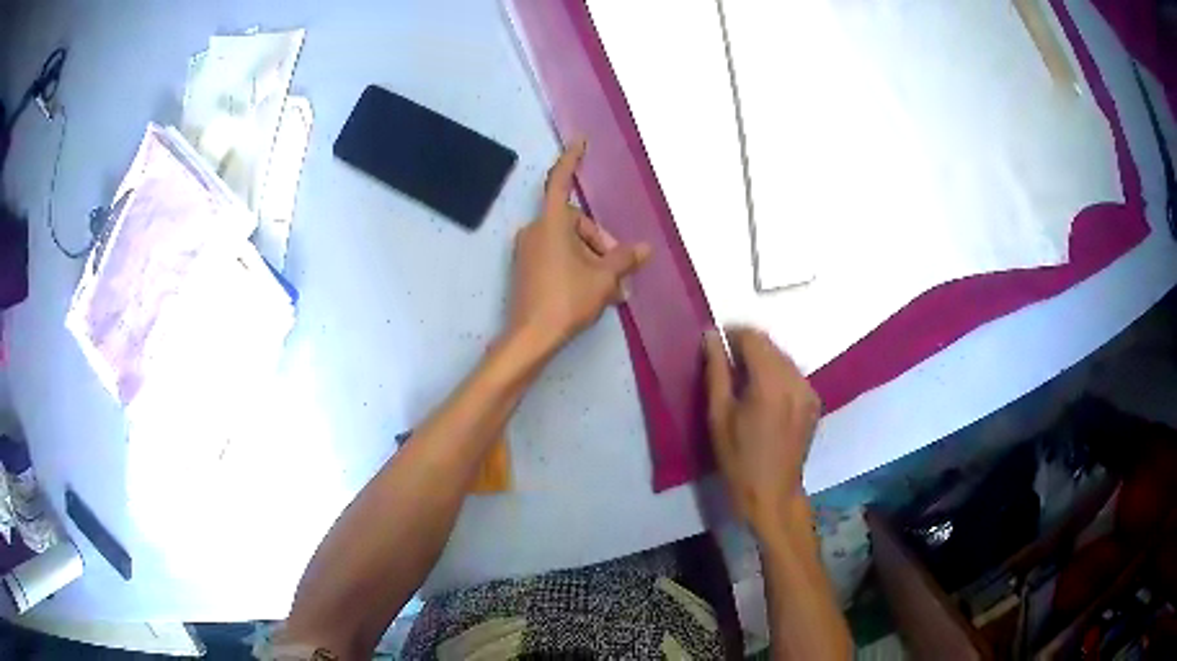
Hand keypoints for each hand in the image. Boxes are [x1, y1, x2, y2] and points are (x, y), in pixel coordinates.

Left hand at [507, 140, 650, 351]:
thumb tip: (645, 249)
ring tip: (612, 290)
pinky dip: (577, 267)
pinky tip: (595, 293)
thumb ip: (624, 259)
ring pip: (568, 243)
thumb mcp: (603, 279)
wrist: (530, 337)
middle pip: (574, 222)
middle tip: (618, 271)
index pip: (560, 182)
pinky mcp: (526, 269)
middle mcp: (534, 231)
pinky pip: (557, 257)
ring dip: (592, 259)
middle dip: (599, 242)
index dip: (571, 160)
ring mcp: (527, 251)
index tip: (580, 141)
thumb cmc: (567, 300)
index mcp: (550, 224)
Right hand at [704, 327, 820, 534]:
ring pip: (783, 358)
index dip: (733, 334)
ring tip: (744, 380)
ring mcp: (809, 390)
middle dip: (748, 346)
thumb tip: (711, 336)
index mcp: (770, 383)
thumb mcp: (718, 415)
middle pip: (770, 345)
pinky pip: (794, 374)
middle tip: (727, 363)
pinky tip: (764, 395)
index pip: (753, 337)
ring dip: (763, 359)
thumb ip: (716, 371)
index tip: (717, 343)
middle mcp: (795, 380)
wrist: (772, 493)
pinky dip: (777, 374)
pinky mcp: (814, 401)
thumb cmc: (738, 459)